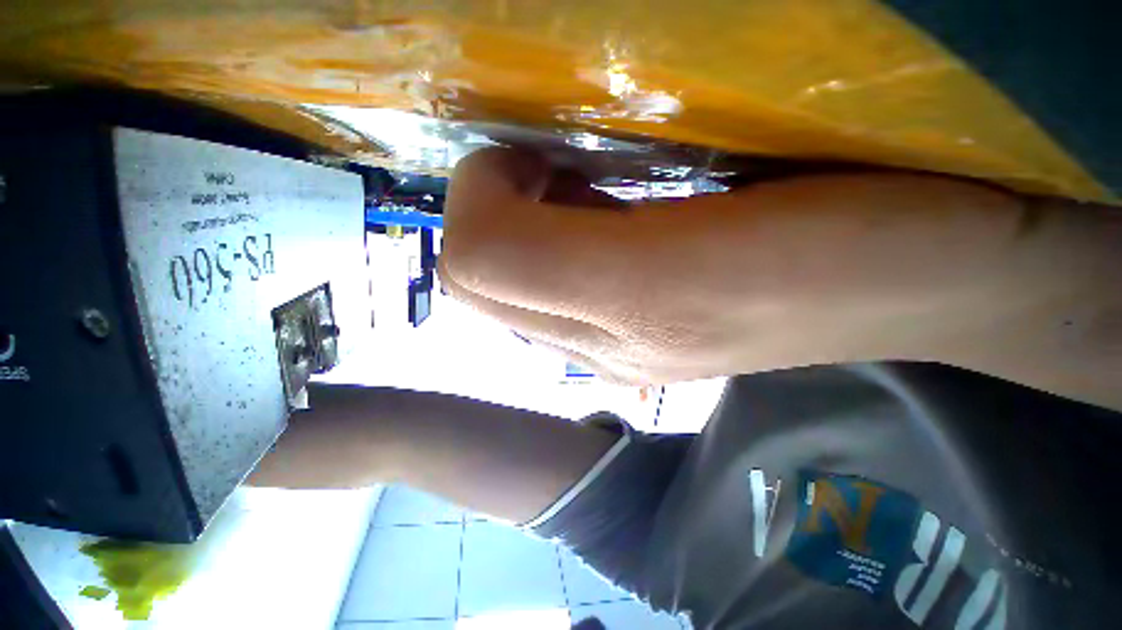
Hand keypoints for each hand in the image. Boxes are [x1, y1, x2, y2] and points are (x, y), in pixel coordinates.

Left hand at [439, 147, 1118, 400]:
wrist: (934, 287)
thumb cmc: (868, 233)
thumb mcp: (718, 202)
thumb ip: (587, 206)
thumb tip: (521, 188)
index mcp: (632, 307)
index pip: (475, 264)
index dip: (478, 196)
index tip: (529, 157)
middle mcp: (611, 347)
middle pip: (476, 286)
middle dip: (490, 217)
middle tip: (548, 172)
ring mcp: (620, 356)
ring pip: (503, 298)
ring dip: (517, 235)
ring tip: (574, 195)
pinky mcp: (637, 354)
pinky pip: (543, 306)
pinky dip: (547, 258)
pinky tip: (597, 229)